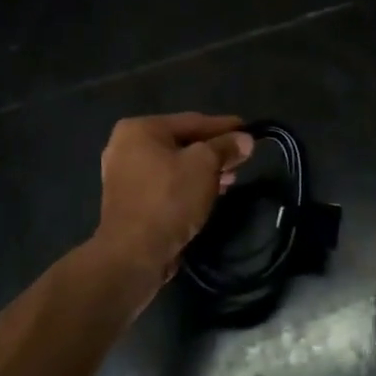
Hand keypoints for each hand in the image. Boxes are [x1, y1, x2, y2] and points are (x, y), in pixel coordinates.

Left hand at [94, 113, 253, 284]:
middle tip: (242, 158)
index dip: (224, 126)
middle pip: (182, 142)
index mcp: (140, 129)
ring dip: (203, 170)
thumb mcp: (204, 165)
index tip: (250, 130)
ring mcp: (125, 175)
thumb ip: (225, 147)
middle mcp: (126, 146)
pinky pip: (165, 184)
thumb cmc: (168, 199)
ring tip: (231, 179)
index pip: (192, 121)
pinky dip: (187, 185)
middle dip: (214, 151)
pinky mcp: (129, 201)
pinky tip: (209, 193)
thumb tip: (245, 139)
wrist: (133, 254)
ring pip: (174, 165)